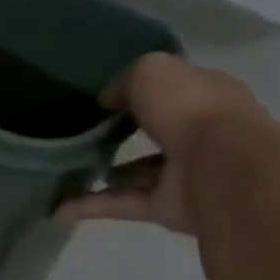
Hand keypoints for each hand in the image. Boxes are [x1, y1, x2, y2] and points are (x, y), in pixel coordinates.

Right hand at [58, 53, 269, 234]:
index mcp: (207, 97)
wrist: (222, 169)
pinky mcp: (168, 207)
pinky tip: (57, 207)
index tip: (102, 97)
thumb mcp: (152, 71)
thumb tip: (109, 101)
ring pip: (138, 172)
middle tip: (83, 132)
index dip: (140, 91)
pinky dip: (90, 206)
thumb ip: (125, 81)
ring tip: (66, 168)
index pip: (173, 90)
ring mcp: (186, 174)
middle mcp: (201, 134)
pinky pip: (122, 203)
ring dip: (106, 172)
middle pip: (157, 131)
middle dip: (125, 132)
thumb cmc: (192, 110)